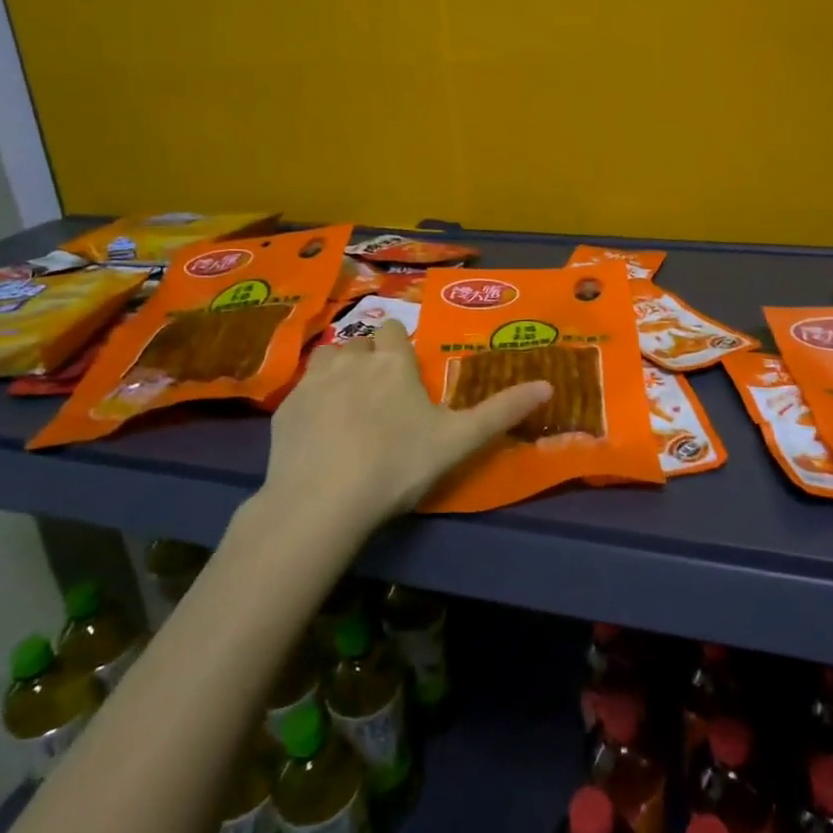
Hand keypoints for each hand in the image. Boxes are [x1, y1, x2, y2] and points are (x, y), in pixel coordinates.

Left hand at [262, 319, 552, 529]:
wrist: (323, 501)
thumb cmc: (397, 464)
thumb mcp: (459, 440)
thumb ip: (502, 411)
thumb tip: (548, 385)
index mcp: (392, 363)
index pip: (392, 331)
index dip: (398, 347)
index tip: (405, 374)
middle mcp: (351, 359)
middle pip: (359, 343)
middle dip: (368, 358)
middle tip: (380, 395)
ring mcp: (313, 382)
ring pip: (327, 358)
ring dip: (338, 371)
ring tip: (347, 406)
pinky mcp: (285, 409)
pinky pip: (302, 391)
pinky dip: (312, 402)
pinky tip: (319, 433)